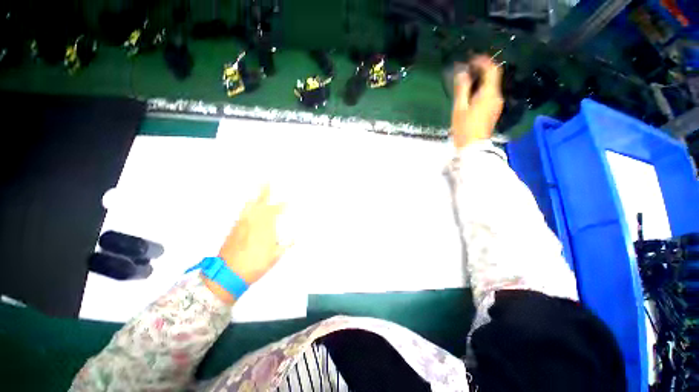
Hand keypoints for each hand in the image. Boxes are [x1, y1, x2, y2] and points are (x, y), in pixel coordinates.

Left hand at [205, 186, 288, 303]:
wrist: (227, 274)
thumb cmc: (255, 266)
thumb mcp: (274, 257)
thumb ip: (285, 245)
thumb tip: (294, 238)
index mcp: (265, 228)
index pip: (276, 211)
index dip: (284, 205)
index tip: (289, 200)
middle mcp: (254, 222)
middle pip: (261, 202)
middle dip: (266, 190)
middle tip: (268, 180)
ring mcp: (242, 223)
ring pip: (250, 205)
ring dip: (256, 195)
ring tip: (259, 186)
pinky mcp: (234, 228)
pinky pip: (243, 211)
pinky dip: (248, 205)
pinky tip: (249, 203)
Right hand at [451, 55, 503, 149]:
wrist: (472, 147)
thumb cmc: (464, 128)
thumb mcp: (459, 108)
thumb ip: (462, 89)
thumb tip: (462, 72)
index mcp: (489, 94)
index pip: (492, 70)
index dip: (483, 61)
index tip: (471, 59)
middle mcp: (496, 96)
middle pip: (493, 76)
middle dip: (481, 70)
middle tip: (466, 69)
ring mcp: (496, 104)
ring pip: (491, 85)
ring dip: (481, 80)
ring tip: (466, 81)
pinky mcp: (493, 111)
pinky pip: (489, 94)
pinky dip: (481, 89)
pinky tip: (471, 94)